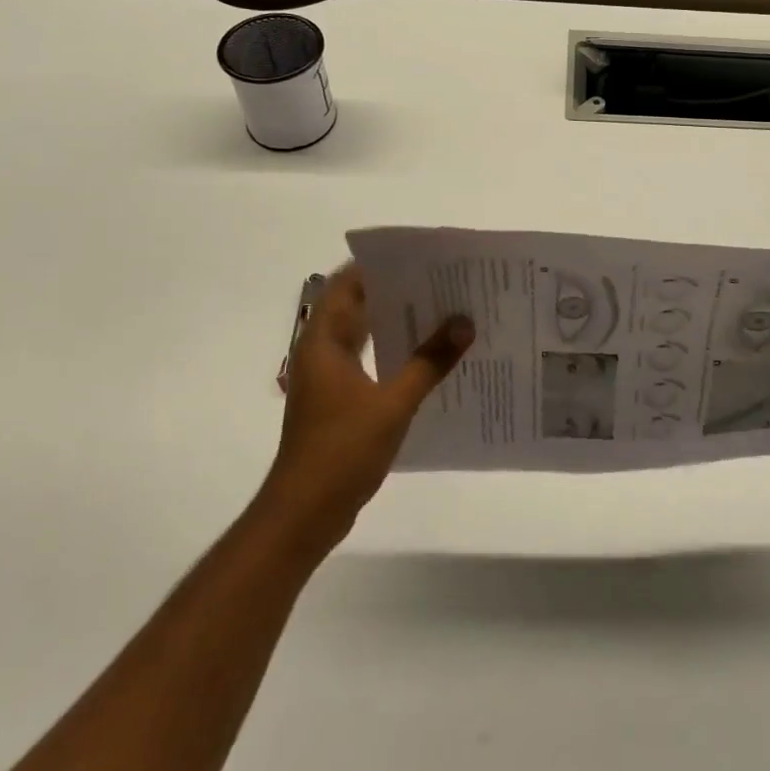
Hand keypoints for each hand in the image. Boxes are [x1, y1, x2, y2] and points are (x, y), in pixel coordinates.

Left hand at [255, 264, 471, 563]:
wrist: (305, 513)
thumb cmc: (341, 451)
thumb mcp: (393, 404)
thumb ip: (429, 362)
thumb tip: (464, 323)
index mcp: (323, 343)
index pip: (344, 285)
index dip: (376, 266)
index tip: (417, 257)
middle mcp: (321, 353)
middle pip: (356, 307)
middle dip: (395, 291)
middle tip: (441, 282)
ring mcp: (329, 379)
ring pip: (364, 335)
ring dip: (397, 323)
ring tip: (442, 312)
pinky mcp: (339, 401)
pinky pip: (369, 362)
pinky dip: (394, 353)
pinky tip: (428, 358)